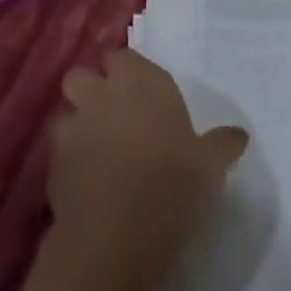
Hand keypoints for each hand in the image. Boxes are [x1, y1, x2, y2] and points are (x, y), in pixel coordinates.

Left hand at [50, 51, 248, 283]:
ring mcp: (74, 126)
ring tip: (95, 147)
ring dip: (76, 122)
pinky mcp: (52, 162)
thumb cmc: (174, 184)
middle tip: (113, 115)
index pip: (125, 58)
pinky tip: (85, 177)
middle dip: (91, 89)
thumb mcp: (211, 165)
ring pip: (65, 110)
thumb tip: (238, 134)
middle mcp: (104, 95)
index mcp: (144, 84)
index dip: (128, 73)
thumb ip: (222, 144)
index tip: (141, 94)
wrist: (118, 232)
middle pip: (83, 75)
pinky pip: (57, 148)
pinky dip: (68, 156)